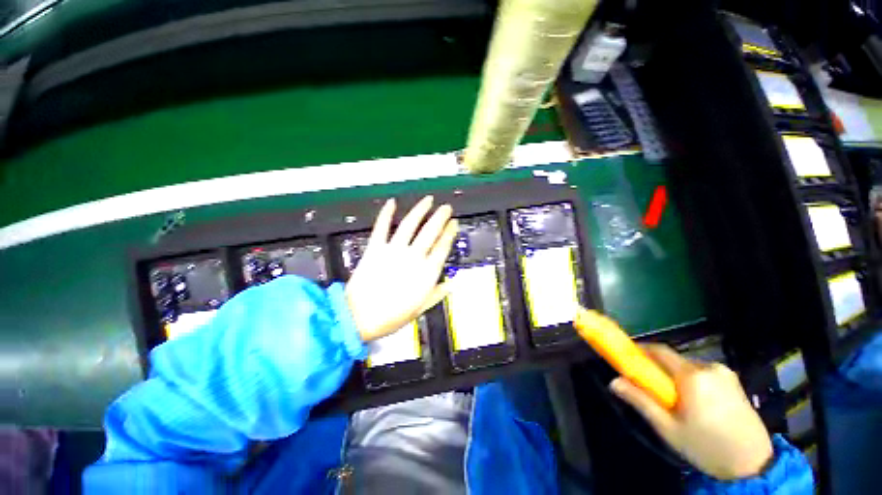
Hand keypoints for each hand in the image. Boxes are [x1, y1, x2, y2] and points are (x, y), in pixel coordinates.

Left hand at [346, 196, 457, 341]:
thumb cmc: (392, 316)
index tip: (454, 223)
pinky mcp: (375, 248)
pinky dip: (386, 213)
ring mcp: (393, 250)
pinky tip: (392, 203)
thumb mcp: (420, 309)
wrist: (359, 318)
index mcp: (426, 273)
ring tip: (428, 200)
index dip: (450, 233)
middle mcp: (413, 257)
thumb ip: (438, 294)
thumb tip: (452, 284)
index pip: (442, 247)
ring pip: (410, 224)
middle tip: (446, 208)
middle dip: (440, 217)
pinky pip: (382, 227)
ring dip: (420, 210)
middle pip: (430, 231)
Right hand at [609, 344, 773, 480]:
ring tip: (675, 399)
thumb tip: (613, 382)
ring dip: (676, 375)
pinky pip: (704, 372)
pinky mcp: (735, 381)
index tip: (628, 356)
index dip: (641, 350)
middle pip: (674, 358)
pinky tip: (696, 401)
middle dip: (659, 368)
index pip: (660, 351)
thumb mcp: (668, 428)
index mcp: (692, 376)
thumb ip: (640, 401)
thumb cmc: (706, 446)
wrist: (754, 464)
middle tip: (651, 386)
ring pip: (689, 366)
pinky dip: (692, 380)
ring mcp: (725, 373)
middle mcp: (709, 367)